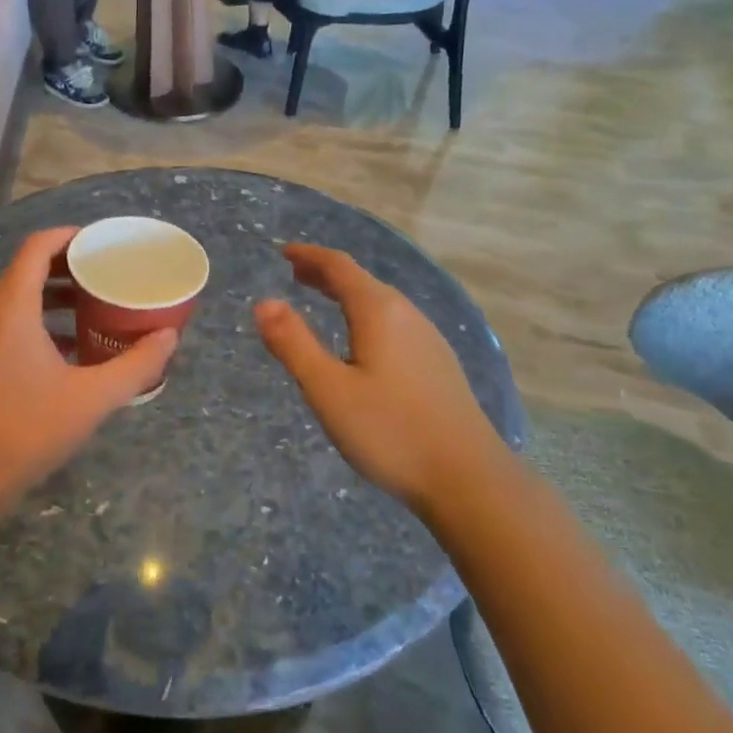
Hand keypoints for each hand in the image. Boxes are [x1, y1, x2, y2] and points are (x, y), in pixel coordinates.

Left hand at [0, 227, 177, 500]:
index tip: (104, 242)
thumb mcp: (92, 397)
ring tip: (98, 306)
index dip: (70, 236)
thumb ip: (136, 365)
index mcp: (12, 306)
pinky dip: (42, 322)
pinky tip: (74, 348)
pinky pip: (12, 323)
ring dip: (57, 296)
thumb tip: (170, 337)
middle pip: (29, 269)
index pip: (38, 246)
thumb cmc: (28, 428)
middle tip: (109, 273)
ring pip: (20, 299)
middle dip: (70, 266)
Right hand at [255, 243, 497, 512]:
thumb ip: (293, 344)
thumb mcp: (328, 389)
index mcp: (379, 311)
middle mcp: (407, 315)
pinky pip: (394, 324)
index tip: (283, 252)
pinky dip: (366, 317)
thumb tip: (263, 302)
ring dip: (348, 295)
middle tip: (296, 274)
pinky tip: (362, 343)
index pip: (340, 267)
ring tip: (323, 302)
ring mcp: (428, 341)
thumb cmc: (390, 431)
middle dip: (327, 274)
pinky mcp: (438, 366)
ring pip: (381, 303)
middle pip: (362, 281)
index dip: (310, 255)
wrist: (469, 480)